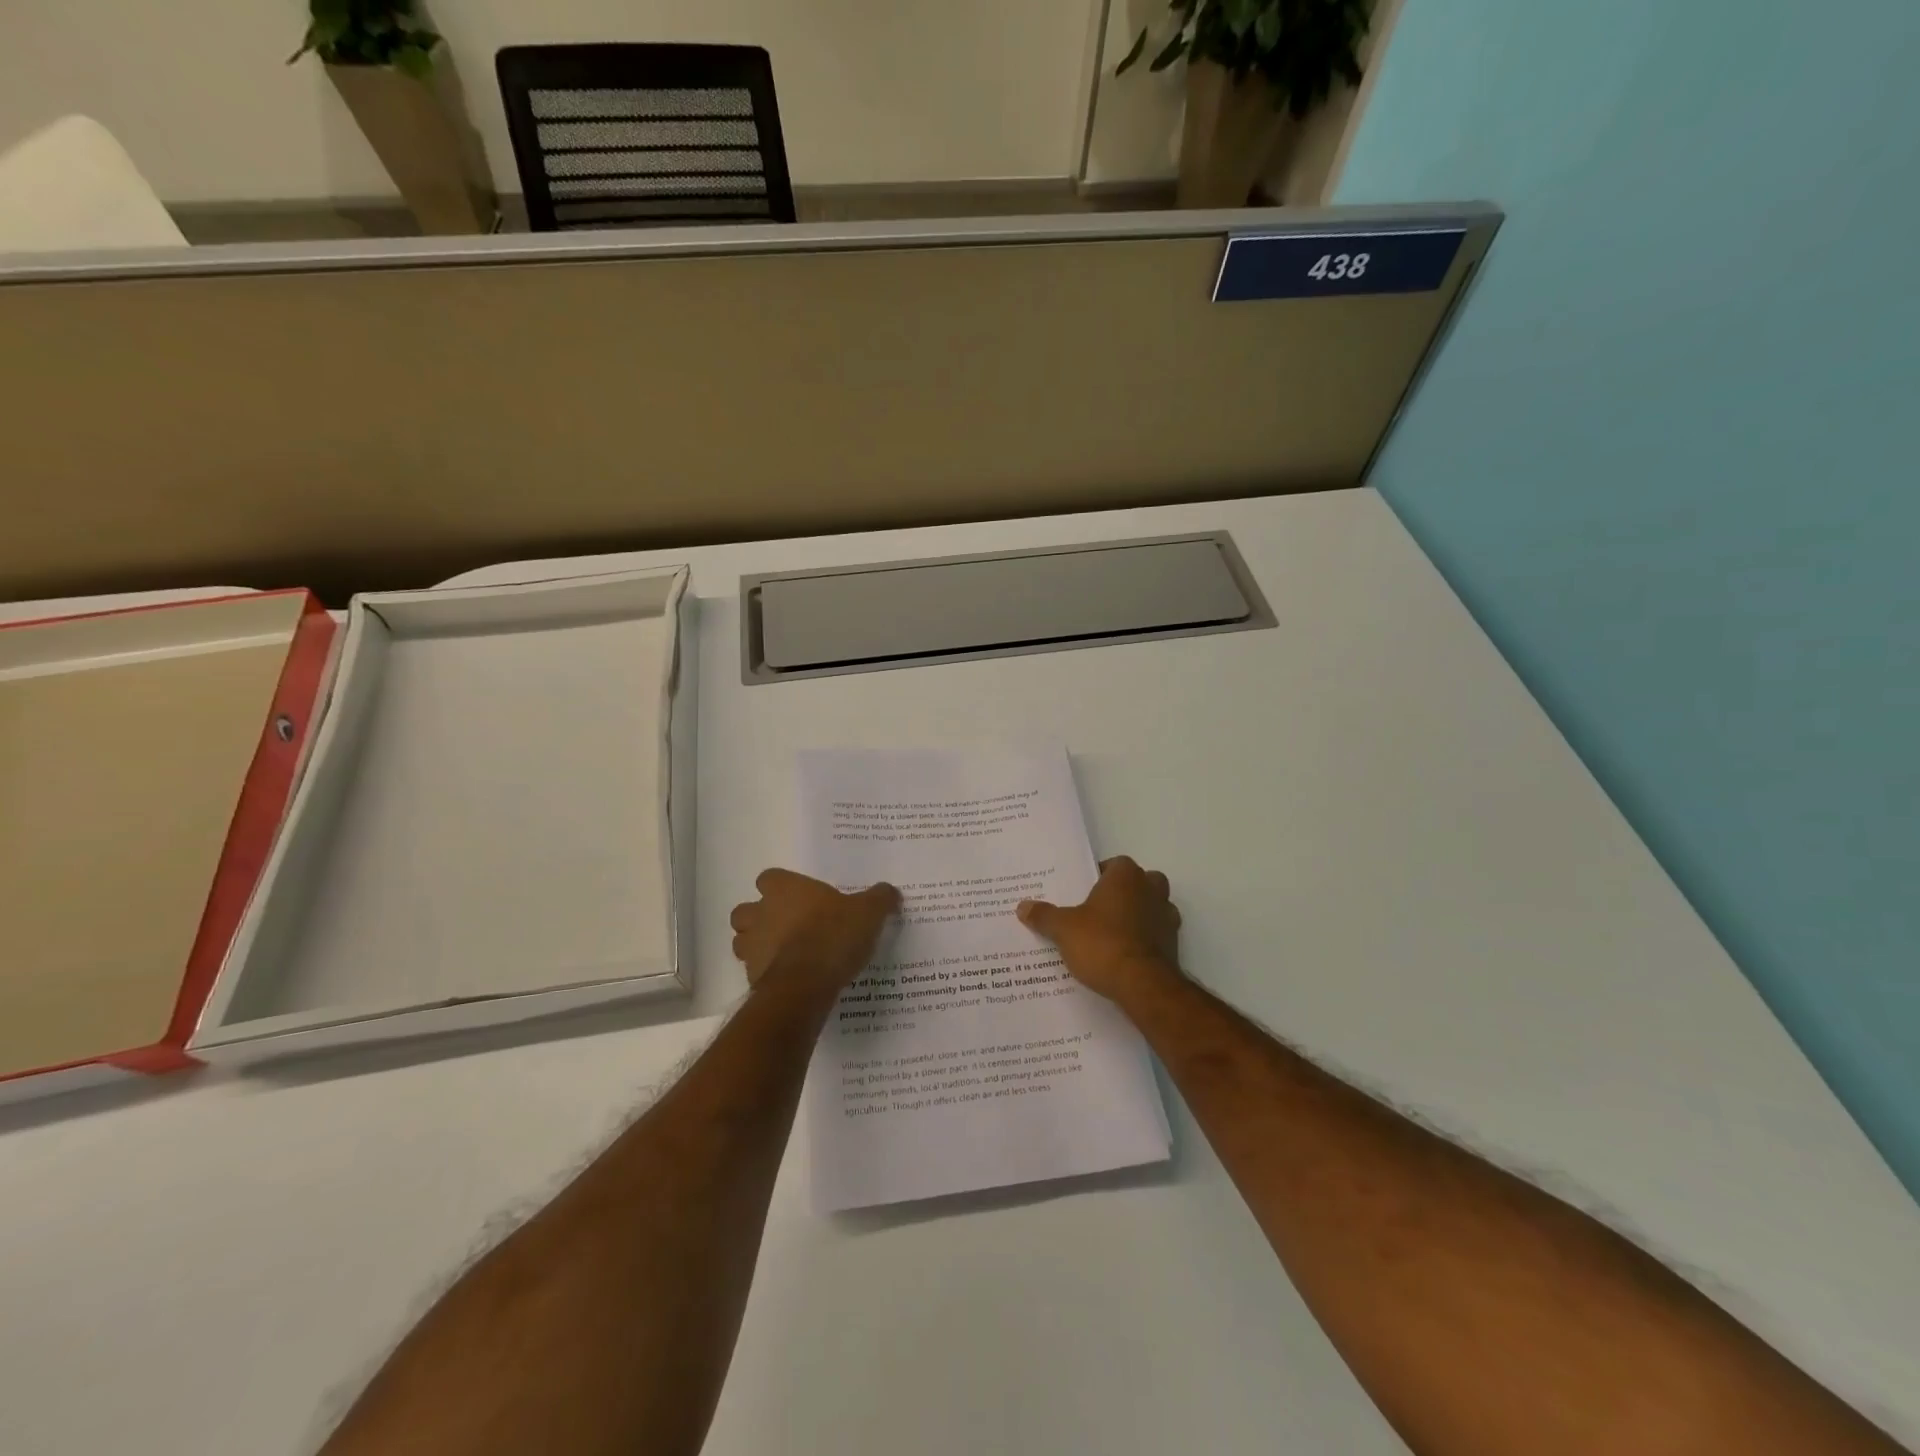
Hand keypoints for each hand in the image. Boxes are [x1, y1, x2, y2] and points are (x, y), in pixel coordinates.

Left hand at [730, 868, 899, 995]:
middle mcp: (760, 912)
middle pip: (746, 910)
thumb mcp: (868, 913)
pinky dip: (766, 973)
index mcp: (784, 889)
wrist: (806, 984)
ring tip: (785, 954)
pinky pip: (753, 971)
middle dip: (760, 917)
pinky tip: (790, 979)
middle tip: (787, 926)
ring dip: (757, 946)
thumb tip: (889, 891)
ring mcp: (751, 946)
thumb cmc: (833, 935)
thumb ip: (879, 899)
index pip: (768, 878)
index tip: (799, 897)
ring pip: (743, 941)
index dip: (781, 887)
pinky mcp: (750, 977)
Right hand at [1016, 856, 1182, 1003]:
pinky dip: (1145, 940)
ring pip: (1153, 907)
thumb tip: (1022, 906)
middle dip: (1124, 893)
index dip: (1099, 875)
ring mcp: (1167, 917)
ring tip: (1111, 934)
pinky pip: (1157, 934)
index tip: (1084, 891)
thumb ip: (1044, 916)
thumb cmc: (1102, 943)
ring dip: (1138, 916)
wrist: (1142, 985)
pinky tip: (1125, 955)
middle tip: (1099, 910)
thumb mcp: (1063, 929)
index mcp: (1126, 876)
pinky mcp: (1174, 945)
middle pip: (1139, 882)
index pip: (1115, 864)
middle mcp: (1152, 889)